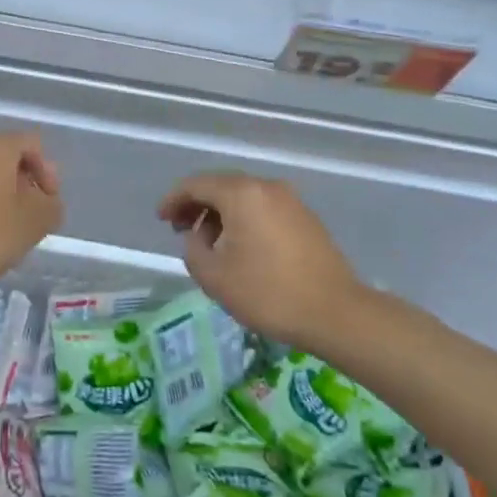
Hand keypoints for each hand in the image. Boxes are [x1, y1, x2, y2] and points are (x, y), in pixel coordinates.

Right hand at [157, 173, 364, 348]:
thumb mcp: (215, 277)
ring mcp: (291, 200)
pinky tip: (240, 247)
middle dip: (197, 205)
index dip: (174, 199)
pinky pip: (264, 208)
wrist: (335, 312)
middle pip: (222, 186)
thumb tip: (199, 236)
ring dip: (221, 214)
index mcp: (242, 194)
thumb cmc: (268, 293)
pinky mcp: (306, 218)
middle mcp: (267, 187)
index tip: (161, 219)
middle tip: (180, 230)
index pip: (197, 184)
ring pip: (244, 197)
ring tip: (209, 244)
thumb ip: (194, 249)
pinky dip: (244, 220)